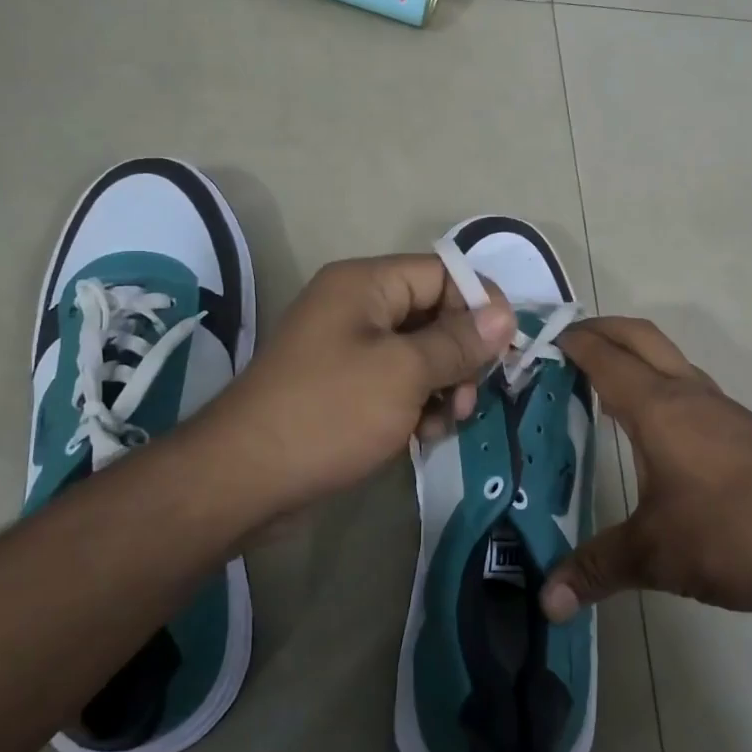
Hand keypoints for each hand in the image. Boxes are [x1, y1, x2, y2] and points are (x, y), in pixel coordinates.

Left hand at [191, 255, 514, 520]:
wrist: (246, 478)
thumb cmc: (329, 413)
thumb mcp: (403, 373)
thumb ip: (458, 341)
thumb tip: (506, 314)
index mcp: (366, 284)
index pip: (443, 273)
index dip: (480, 305)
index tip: (506, 349)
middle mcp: (357, 307)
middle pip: (434, 313)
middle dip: (461, 355)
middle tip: (466, 398)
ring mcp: (348, 348)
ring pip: (420, 353)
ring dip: (442, 386)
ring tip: (444, 423)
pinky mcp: (344, 386)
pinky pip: (397, 382)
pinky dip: (416, 404)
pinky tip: (421, 436)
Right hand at [539, 318, 751, 621]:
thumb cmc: (736, 532)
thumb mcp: (657, 554)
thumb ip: (597, 569)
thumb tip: (545, 602)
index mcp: (658, 407)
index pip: (603, 357)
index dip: (569, 343)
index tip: (536, 342)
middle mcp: (688, 394)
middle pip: (639, 336)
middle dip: (600, 329)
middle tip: (564, 344)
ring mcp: (721, 409)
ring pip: (668, 358)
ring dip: (633, 355)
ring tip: (598, 384)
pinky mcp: (744, 431)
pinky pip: (688, 387)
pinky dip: (657, 385)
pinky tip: (651, 428)